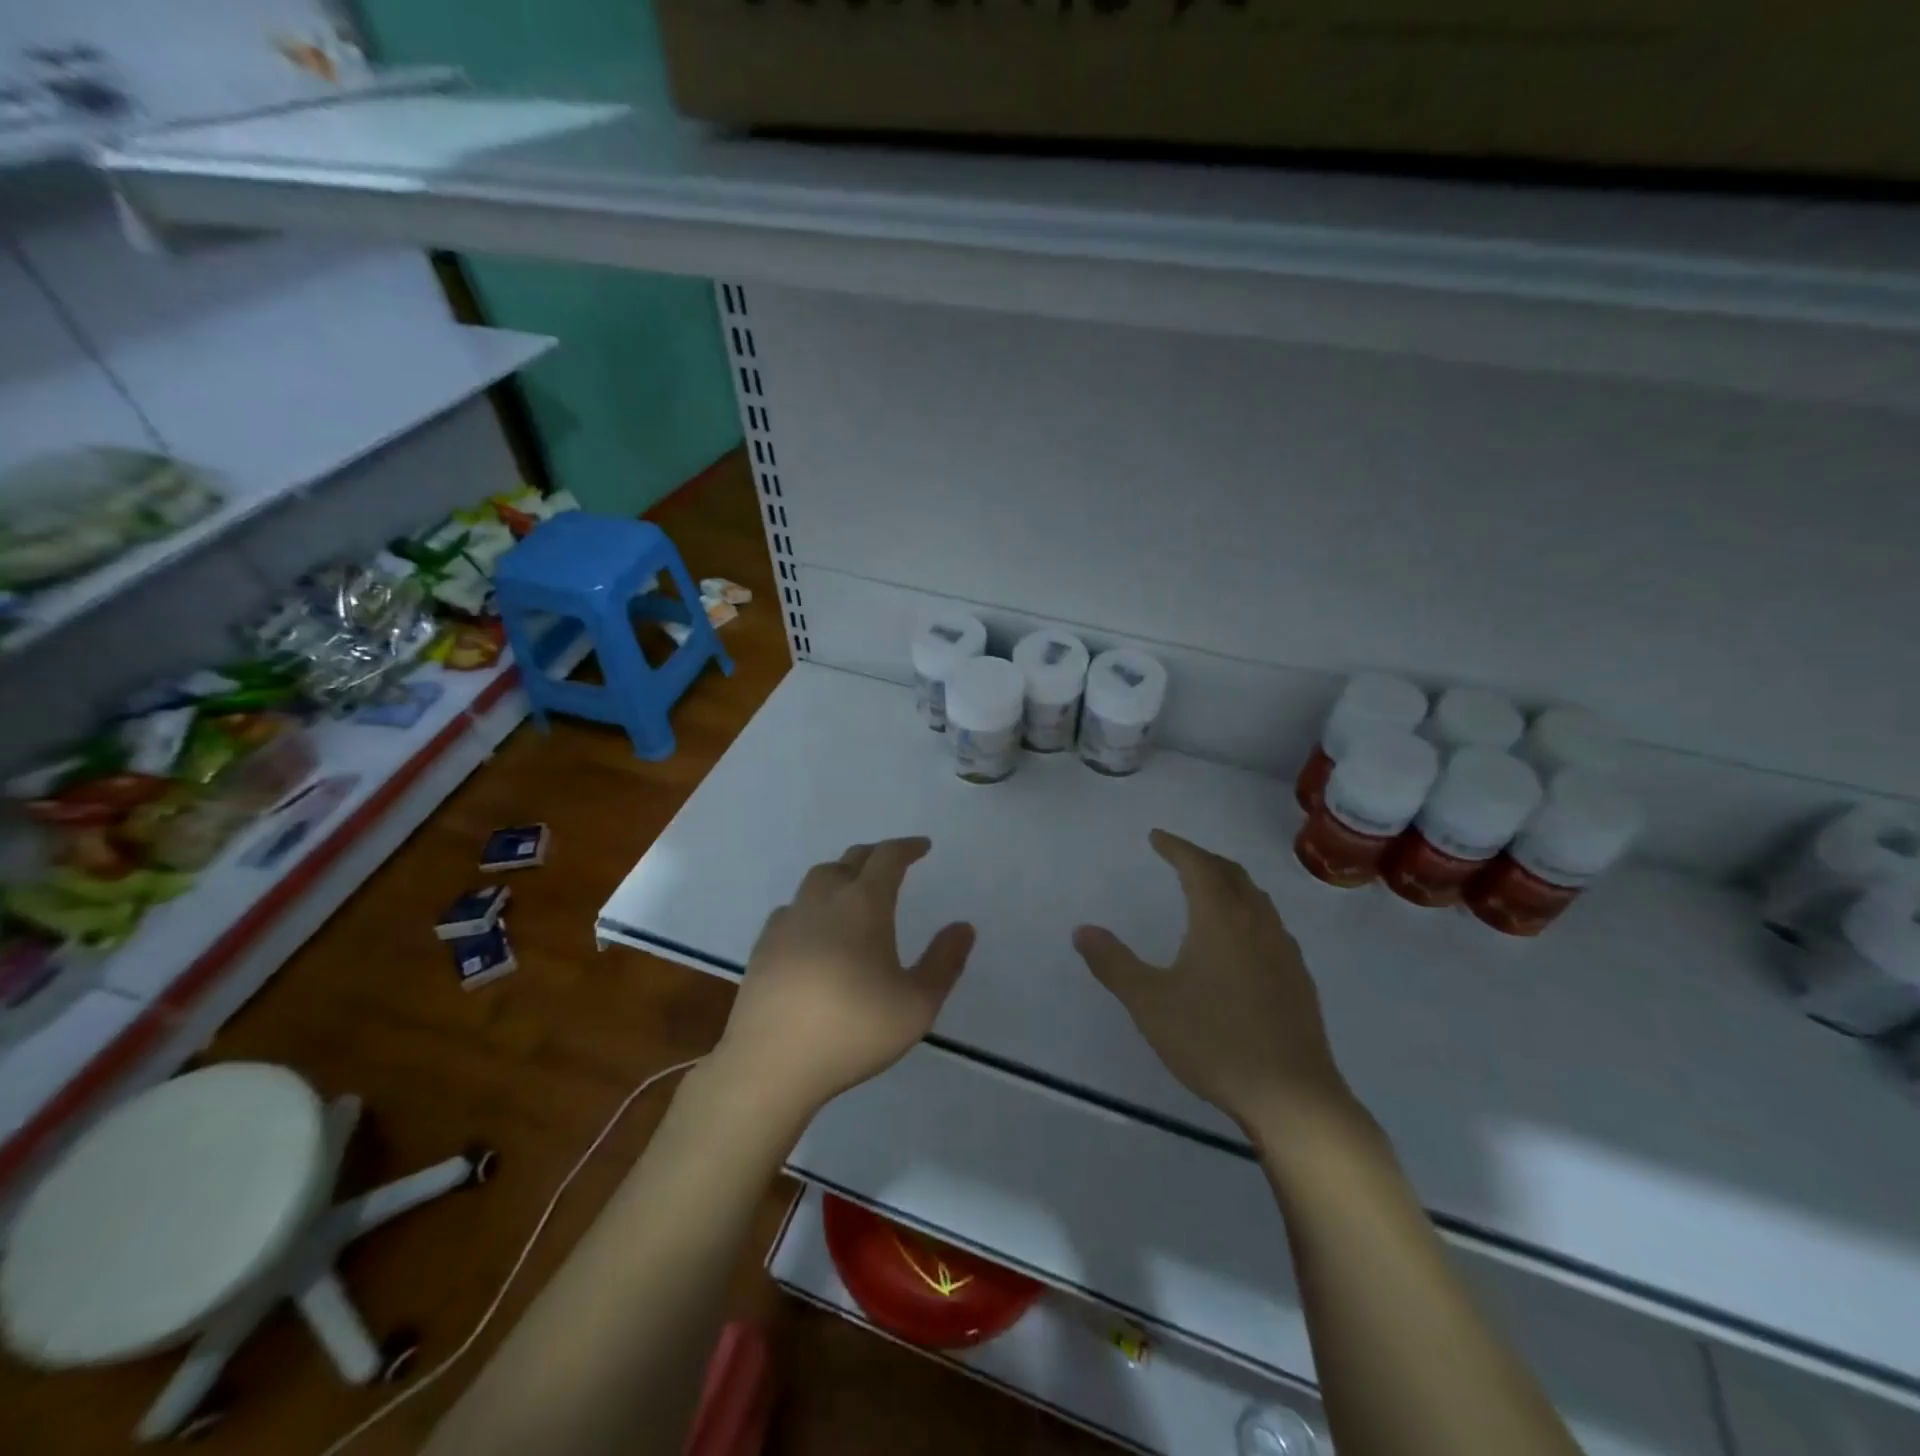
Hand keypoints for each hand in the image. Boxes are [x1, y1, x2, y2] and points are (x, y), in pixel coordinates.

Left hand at [714, 837, 974, 1117]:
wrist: (770, 1063)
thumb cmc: (852, 1030)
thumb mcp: (916, 1005)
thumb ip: (944, 962)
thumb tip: (964, 927)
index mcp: (863, 905)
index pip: (887, 858)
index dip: (907, 847)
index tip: (923, 847)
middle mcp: (823, 901)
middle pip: (850, 860)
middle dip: (875, 856)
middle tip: (892, 864)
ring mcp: (788, 921)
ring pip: (817, 879)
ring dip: (841, 874)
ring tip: (854, 890)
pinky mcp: (763, 946)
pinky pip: (792, 908)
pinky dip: (812, 905)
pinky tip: (814, 928)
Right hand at [1072, 830, 1353, 1133]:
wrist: (1292, 1096)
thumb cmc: (1214, 1042)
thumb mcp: (1150, 1003)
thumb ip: (1113, 963)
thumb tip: (1082, 930)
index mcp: (1221, 919)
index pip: (1198, 866)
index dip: (1176, 846)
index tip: (1157, 837)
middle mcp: (1256, 924)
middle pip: (1232, 874)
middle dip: (1203, 859)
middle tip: (1179, 857)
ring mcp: (1283, 950)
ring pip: (1256, 899)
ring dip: (1230, 883)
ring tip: (1209, 890)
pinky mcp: (1298, 978)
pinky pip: (1270, 925)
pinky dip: (1248, 912)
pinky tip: (1241, 941)